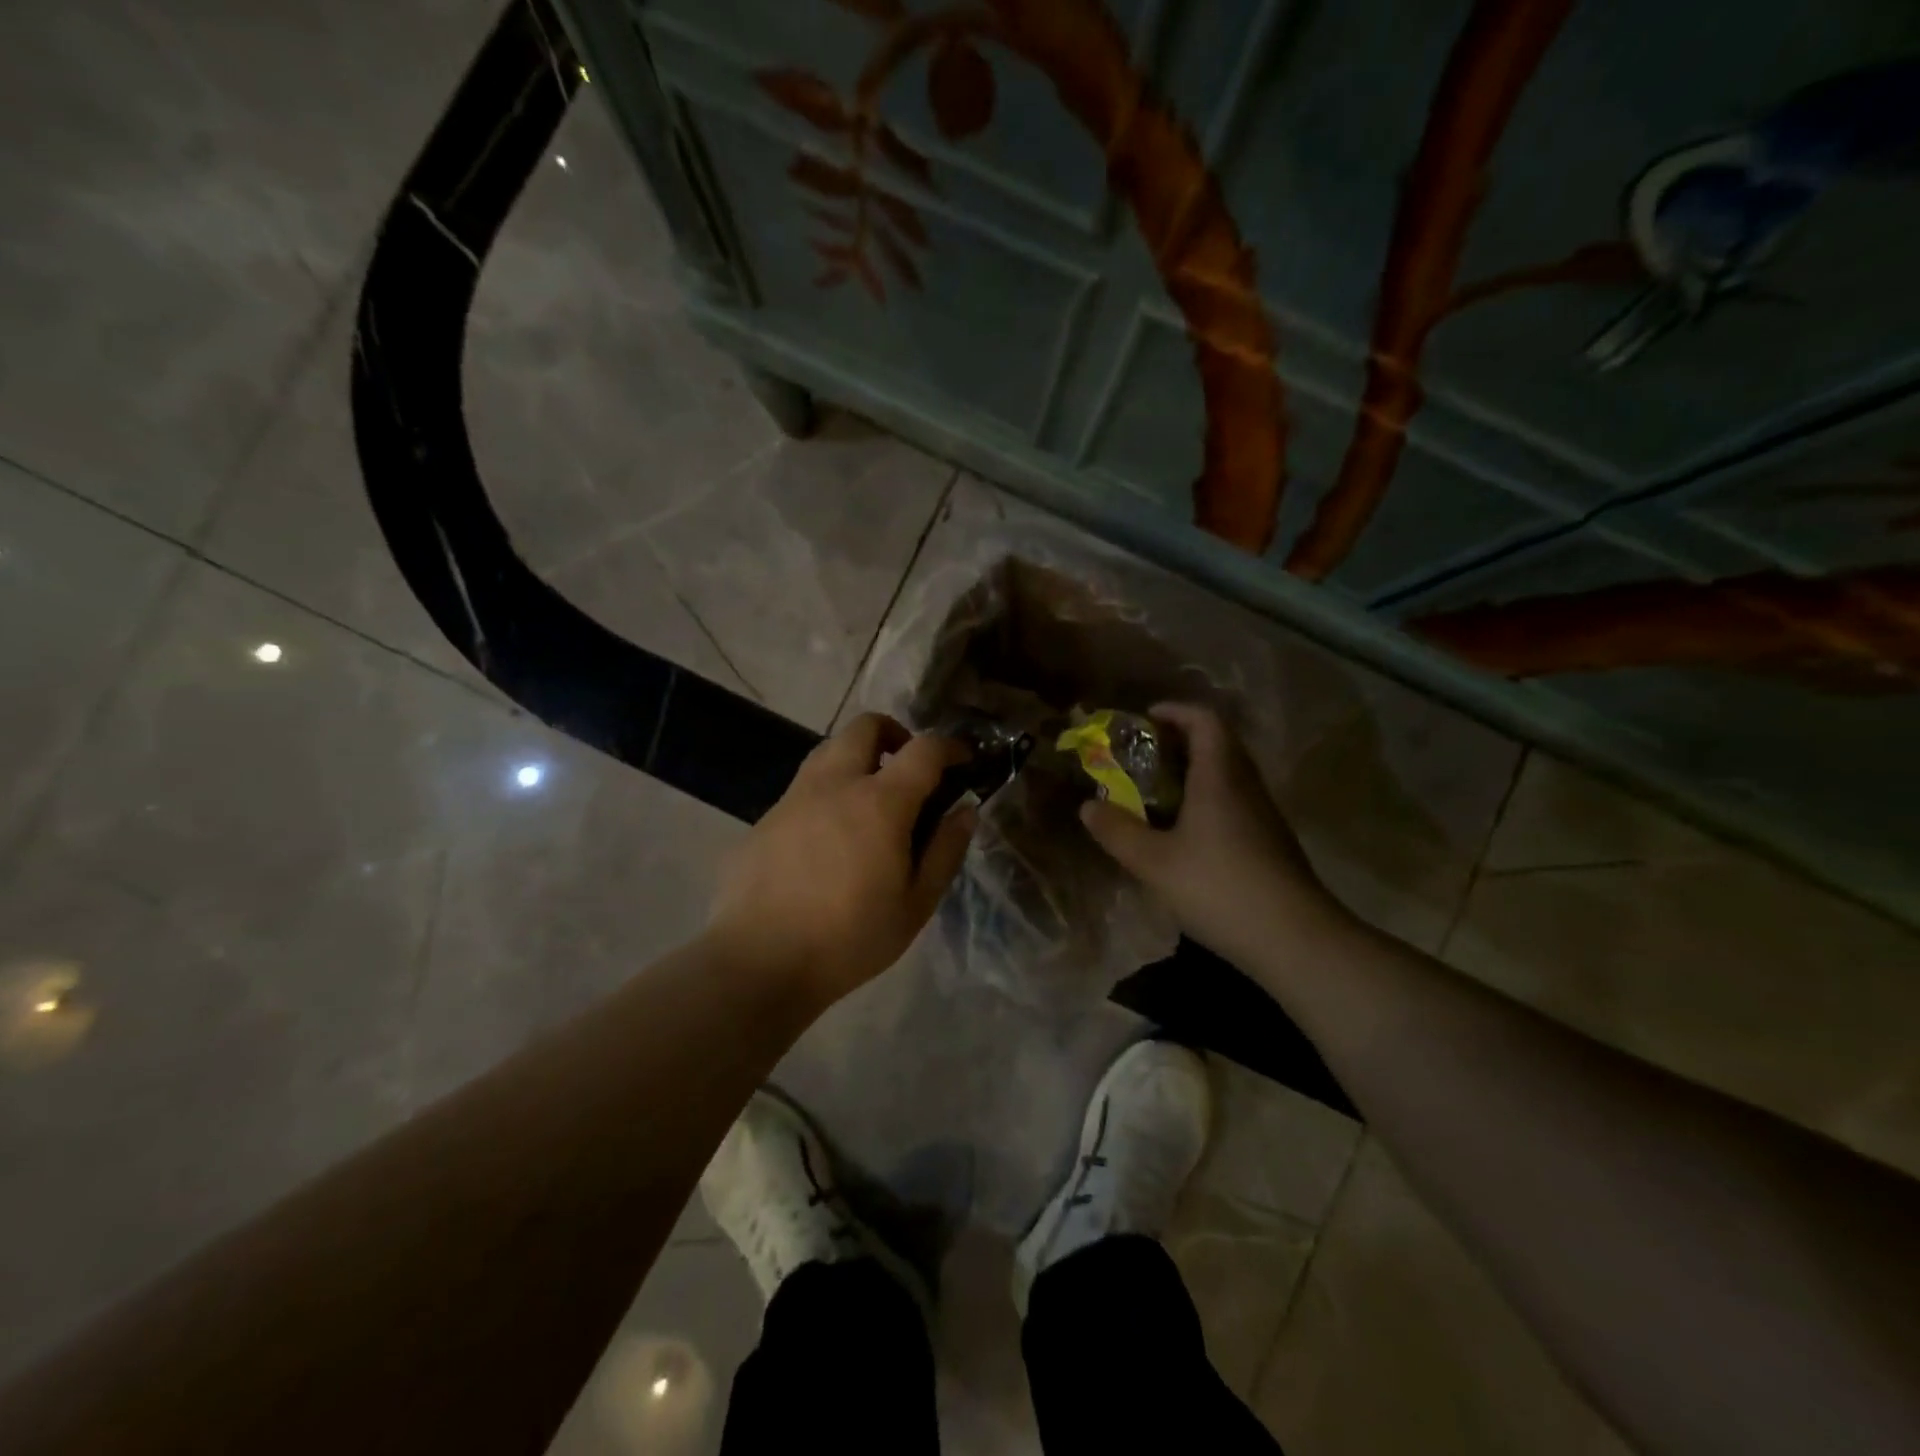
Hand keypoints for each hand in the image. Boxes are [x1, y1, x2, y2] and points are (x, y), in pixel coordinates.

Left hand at [707, 713, 975, 1006]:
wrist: (758, 961)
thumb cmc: (849, 938)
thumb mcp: (915, 905)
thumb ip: (945, 851)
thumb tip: (965, 810)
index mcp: (880, 802)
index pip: (924, 749)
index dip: (950, 746)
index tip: (963, 760)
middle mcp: (835, 783)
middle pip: (866, 726)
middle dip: (896, 733)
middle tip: (909, 769)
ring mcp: (794, 797)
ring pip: (829, 749)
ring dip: (858, 757)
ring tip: (870, 800)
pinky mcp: (765, 817)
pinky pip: (804, 786)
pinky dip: (828, 791)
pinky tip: (829, 838)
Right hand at [1078, 703, 1345, 966]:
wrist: (1295, 939)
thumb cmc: (1219, 887)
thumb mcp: (1154, 862)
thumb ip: (1117, 832)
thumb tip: (1087, 807)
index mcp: (1219, 777)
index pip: (1205, 721)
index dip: (1175, 711)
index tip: (1144, 719)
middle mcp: (1246, 786)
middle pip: (1218, 744)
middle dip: (1178, 742)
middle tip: (1141, 757)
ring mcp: (1263, 815)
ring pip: (1227, 776)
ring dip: (1193, 773)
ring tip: (1155, 793)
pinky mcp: (1269, 843)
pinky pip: (1234, 802)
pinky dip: (1206, 801)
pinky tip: (1185, 834)